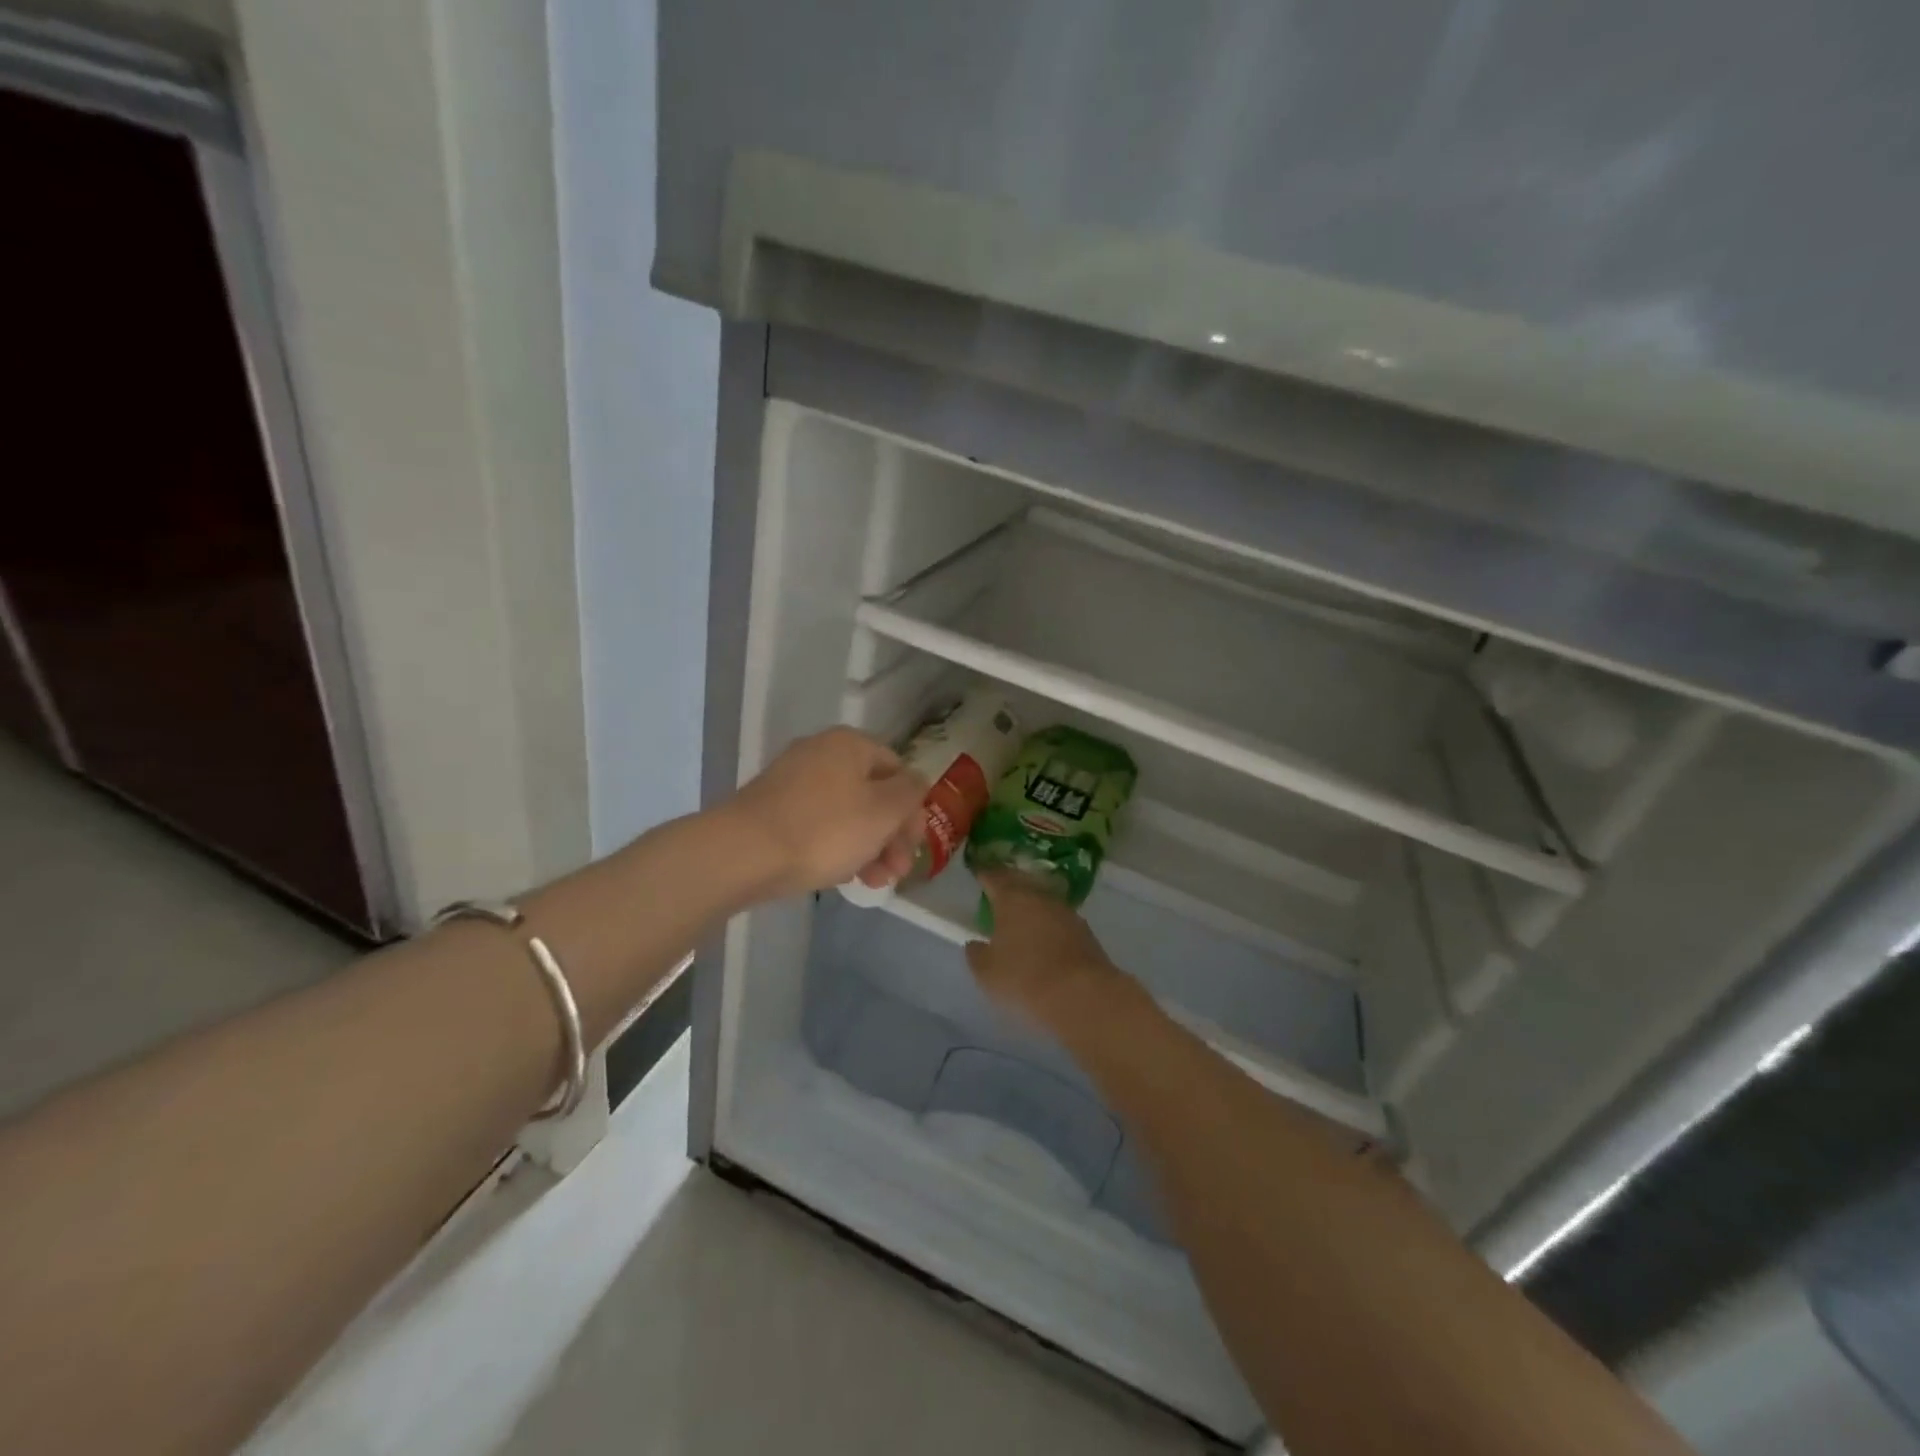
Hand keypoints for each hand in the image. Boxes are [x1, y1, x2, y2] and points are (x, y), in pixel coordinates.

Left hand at [724, 728, 924, 896]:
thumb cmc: (824, 829)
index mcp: (850, 745)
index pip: (898, 770)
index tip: (914, 846)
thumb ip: (911, 793)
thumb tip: (915, 782)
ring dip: (868, 847)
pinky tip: (839, 876)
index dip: (913, 809)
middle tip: (897, 872)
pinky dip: (835, 847)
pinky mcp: (773, 809)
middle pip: (872, 794)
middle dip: (891, 836)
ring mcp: (793, 781)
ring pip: (846, 813)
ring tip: (873, 884)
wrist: (742, 853)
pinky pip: (817, 825)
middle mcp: (821, 753)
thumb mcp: (884, 811)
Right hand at [964, 870, 1127, 1031]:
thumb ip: (976, 954)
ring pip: (1043, 903)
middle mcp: (1040, 897)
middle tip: (997, 892)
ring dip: (1032, 908)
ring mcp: (1067, 913)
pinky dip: (1048, 927)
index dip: (984, 874)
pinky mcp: (1085, 933)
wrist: (1082, 995)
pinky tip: (1044, 941)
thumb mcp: (987, 972)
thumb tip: (975, 944)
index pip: (994, 877)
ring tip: (1020, 919)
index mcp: (1012, 899)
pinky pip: (1059, 922)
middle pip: (1022, 884)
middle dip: (1009, 886)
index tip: (978, 873)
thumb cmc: (1024, 978)